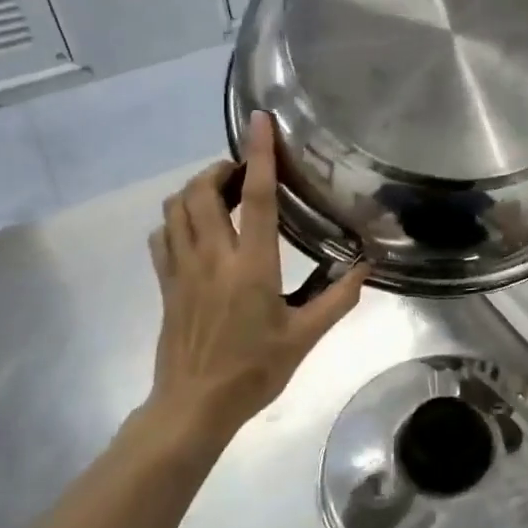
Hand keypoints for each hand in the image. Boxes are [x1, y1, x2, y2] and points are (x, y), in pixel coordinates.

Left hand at [141, 112, 367, 453]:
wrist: (194, 406)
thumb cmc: (254, 370)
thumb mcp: (305, 337)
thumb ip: (338, 298)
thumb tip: (366, 265)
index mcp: (251, 266)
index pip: (255, 197)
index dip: (260, 155)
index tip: (260, 121)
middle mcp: (212, 257)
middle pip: (201, 192)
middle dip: (219, 169)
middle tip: (242, 171)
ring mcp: (181, 269)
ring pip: (175, 208)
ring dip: (195, 190)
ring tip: (219, 194)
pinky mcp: (165, 283)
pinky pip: (161, 236)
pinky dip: (175, 219)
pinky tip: (194, 230)